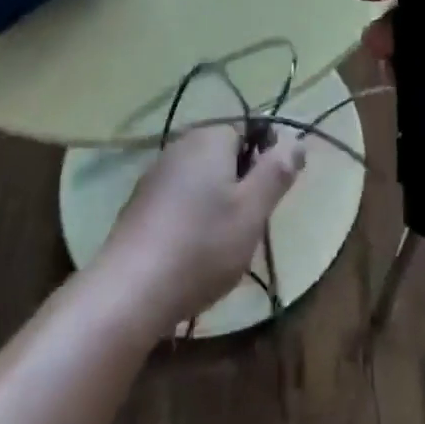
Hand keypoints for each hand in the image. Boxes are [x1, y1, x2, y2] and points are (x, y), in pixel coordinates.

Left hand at [97, 124, 305, 330]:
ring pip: (201, 178)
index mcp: (211, 137)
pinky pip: (177, 199)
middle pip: (224, 154)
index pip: (250, 129)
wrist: (127, 293)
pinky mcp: (138, 204)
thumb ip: (277, 172)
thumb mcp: (252, 212)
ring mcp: (155, 174)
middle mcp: (181, 144)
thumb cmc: (201, 247)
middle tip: (247, 226)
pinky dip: (190, 218)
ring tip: (220, 246)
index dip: (265, 160)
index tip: (267, 198)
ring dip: (215, 203)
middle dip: (240, 184)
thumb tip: (297, 140)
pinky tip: (189, 253)